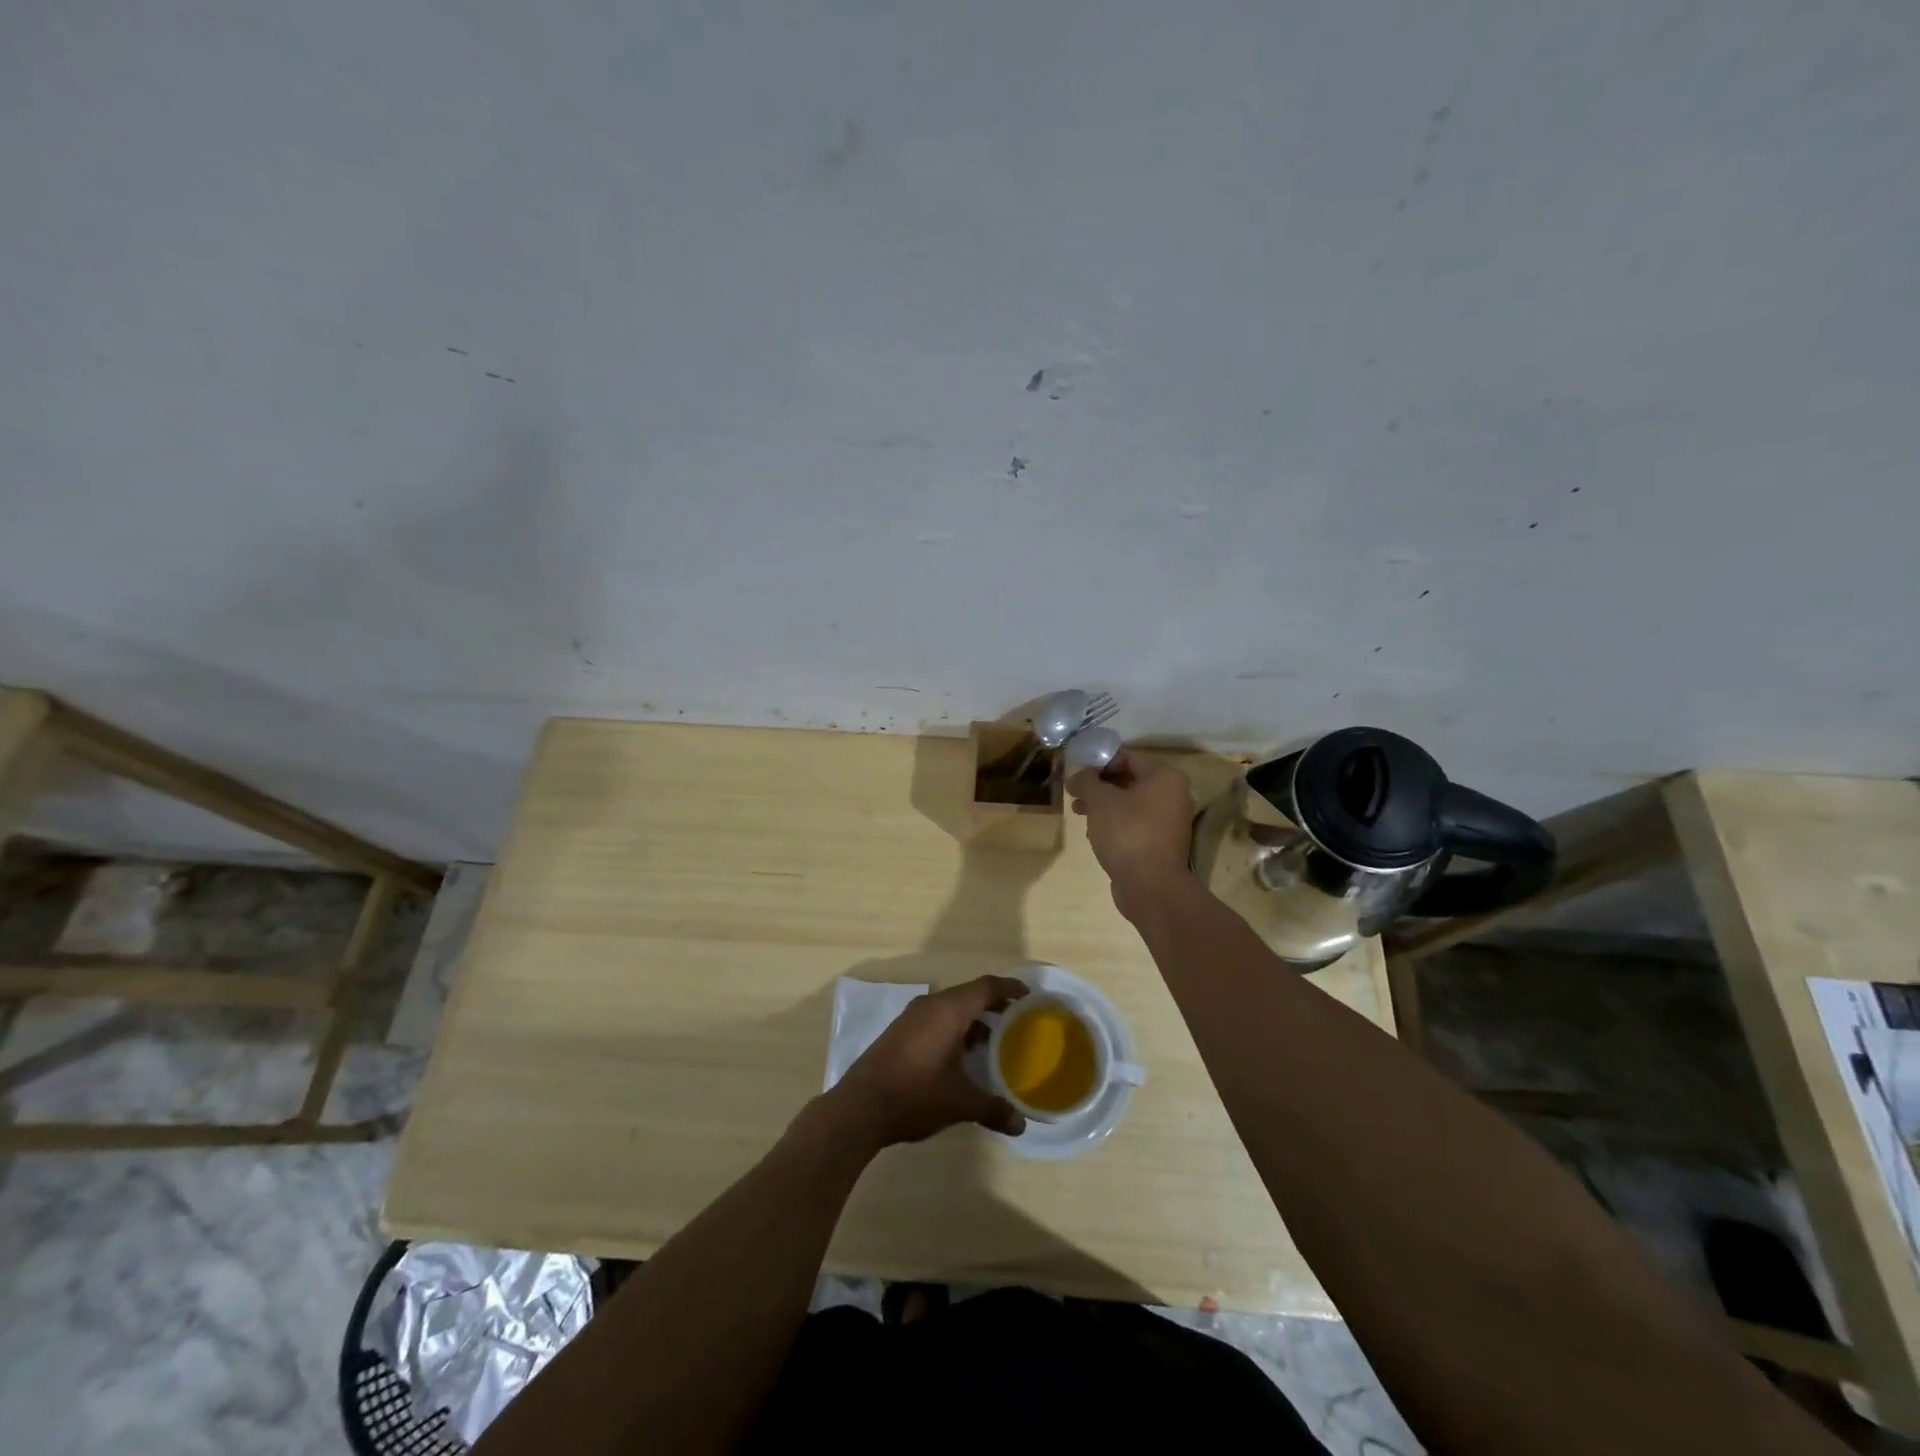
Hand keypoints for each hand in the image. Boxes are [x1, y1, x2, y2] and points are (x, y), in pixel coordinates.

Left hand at [827, 975, 1029, 1147]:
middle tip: (1017, 1020)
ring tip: (993, 1041)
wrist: (859, 1107)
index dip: (1010, 989)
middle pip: (969, 994)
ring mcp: (912, 1018)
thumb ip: (993, 1109)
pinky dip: (954, 1028)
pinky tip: (961, 1056)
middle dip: (994, 1005)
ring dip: (973, 1019)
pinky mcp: (900, 1033)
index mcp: (949, 1010)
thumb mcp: (960, 1103)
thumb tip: (1021, 1125)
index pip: (986, 987)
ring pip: (951, 1008)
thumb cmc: (915, 1094)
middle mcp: (931, 1006)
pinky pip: (936, 1019)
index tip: (1029, 997)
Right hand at [1066, 751, 1196, 918]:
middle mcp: (1173, 794)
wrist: (1150, 886)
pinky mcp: (1162, 842)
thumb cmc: (1127, 833)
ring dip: (1104, 804)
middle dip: (1099, 784)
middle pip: (1129, 779)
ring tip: (1078, 810)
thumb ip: (1087, 780)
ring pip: (1131, 802)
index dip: (1098, 761)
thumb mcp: (1100, 801)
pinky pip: (1135, 822)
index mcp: (1164, 776)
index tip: (1076, 771)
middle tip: (1074, 791)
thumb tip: (1078, 774)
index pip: (1127, 756)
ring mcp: (1170, 820)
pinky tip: (1094, 830)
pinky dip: (1116, 822)